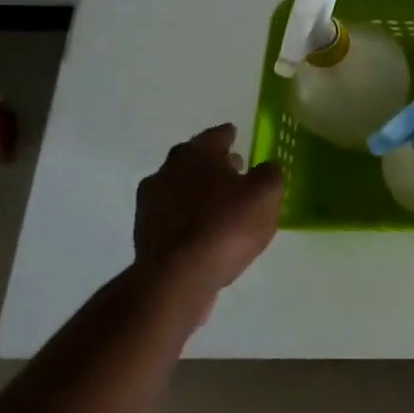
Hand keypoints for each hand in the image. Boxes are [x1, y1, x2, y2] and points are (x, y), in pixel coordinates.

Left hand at [134, 124, 282, 293]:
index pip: (215, 136)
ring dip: (197, 190)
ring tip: (220, 203)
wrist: (178, 277)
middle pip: (192, 160)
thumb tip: (264, 169)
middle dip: (211, 163)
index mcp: (196, 155)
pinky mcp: (144, 233)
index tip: (234, 135)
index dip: (228, 135)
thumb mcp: (266, 194)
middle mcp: (167, 171)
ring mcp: (150, 203)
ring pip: (179, 187)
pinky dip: (187, 216)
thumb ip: (269, 174)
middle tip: (232, 169)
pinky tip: (203, 228)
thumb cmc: (227, 225)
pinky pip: (173, 215)